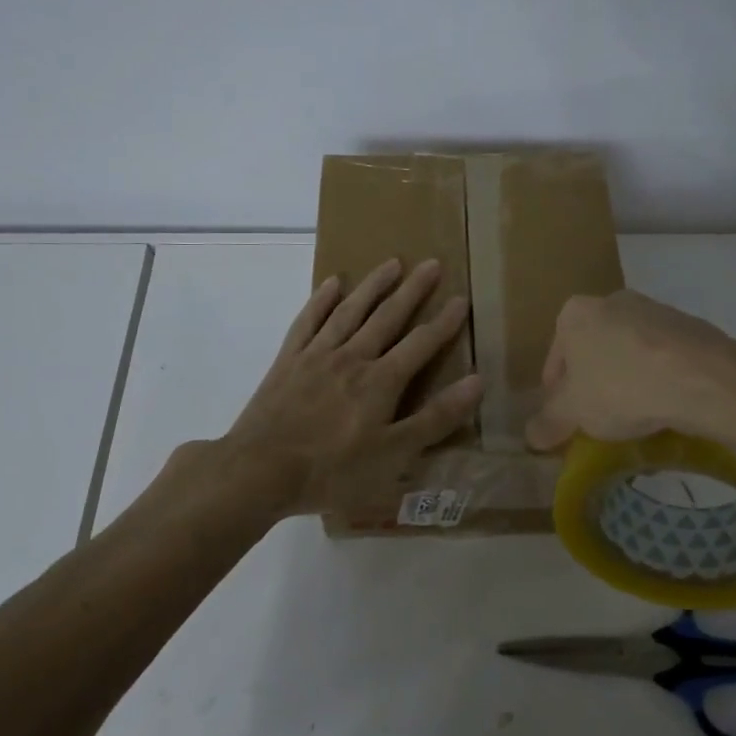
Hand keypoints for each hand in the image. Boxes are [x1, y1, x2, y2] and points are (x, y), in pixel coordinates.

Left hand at [217, 258, 481, 514]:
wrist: (259, 471)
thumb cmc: (332, 471)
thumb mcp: (393, 455)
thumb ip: (435, 418)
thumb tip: (477, 382)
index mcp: (381, 381)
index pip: (421, 344)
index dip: (444, 322)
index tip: (461, 299)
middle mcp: (352, 357)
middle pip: (387, 317)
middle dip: (413, 291)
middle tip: (431, 264)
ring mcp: (317, 355)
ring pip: (350, 311)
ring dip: (373, 285)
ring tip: (391, 263)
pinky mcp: (287, 361)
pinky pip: (308, 321)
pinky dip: (321, 300)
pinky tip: (332, 283)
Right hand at [524, 290, 735, 450]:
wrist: (702, 377)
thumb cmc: (621, 387)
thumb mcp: (574, 412)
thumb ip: (548, 422)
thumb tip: (530, 436)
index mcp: (575, 313)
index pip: (555, 357)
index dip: (556, 392)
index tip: (566, 417)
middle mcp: (612, 300)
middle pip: (592, 350)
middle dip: (592, 381)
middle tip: (597, 417)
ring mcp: (653, 309)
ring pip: (628, 351)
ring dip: (626, 378)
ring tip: (634, 415)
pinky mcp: (689, 325)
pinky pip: (661, 356)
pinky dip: (658, 377)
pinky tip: (664, 404)